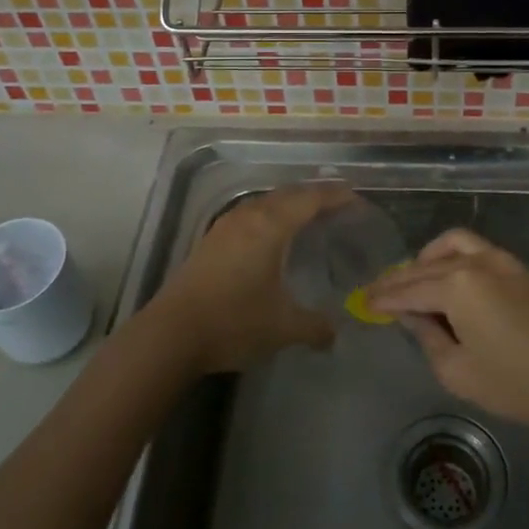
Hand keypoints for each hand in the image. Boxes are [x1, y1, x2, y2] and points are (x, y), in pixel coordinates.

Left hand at [150, 183, 351, 374]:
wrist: (171, 334)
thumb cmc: (234, 322)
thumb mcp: (283, 327)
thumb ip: (315, 327)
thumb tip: (334, 335)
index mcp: (271, 225)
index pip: (311, 199)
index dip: (336, 196)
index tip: (357, 199)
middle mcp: (249, 216)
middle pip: (288, 194)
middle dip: (315, 196)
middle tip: (339, 206)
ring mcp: (226, 226)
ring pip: (266, 202)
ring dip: (290, 203)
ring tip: (309, 217)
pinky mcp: (212, 240)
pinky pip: (251, 214)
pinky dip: (271, 216)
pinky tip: (273, 236)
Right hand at [366, 228, 528, 435]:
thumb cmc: (520, 384)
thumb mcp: (460, 372)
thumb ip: (428, 338)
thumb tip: (412, 315)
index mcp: (456, 285)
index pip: (409, 289)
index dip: (384, 298)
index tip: (363, 302)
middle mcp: (475, 262)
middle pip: (426, 265)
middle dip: (400, 279)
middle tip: (379, 293)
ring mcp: (501, 260)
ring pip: (451, 246)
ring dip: (427, 259)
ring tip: (414, 281)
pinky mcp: (519, 267)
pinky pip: (474, 250)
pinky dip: (452, 257)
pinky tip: (448, 280)